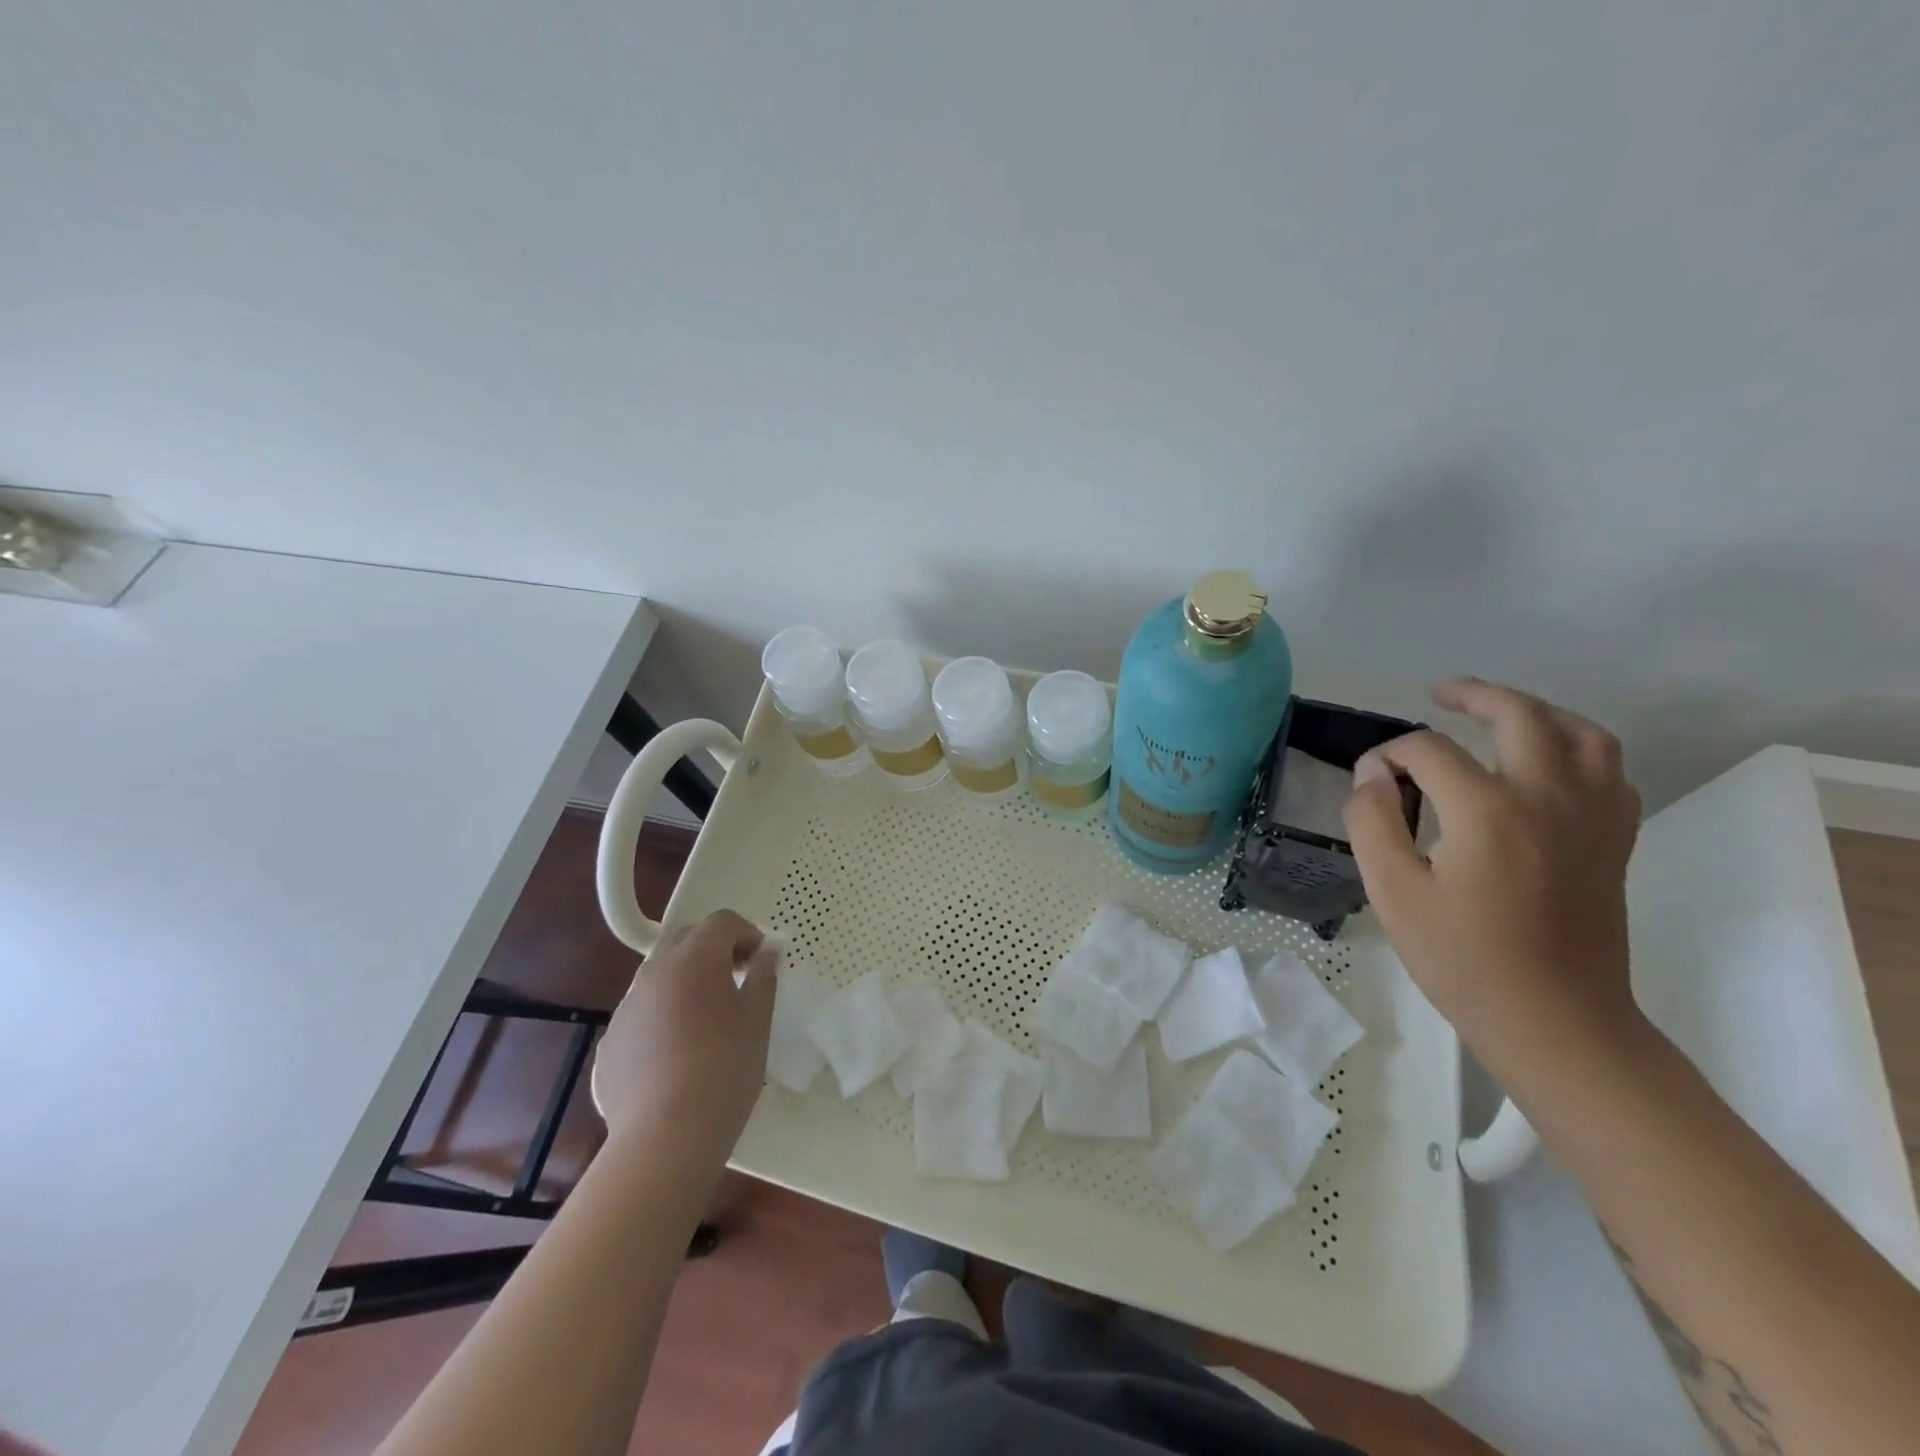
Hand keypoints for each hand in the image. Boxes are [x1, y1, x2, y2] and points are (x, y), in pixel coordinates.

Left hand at [593, 910, 778, 1151]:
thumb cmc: (724, 1069)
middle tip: (736, 979)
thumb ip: (763, 976)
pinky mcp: (610, 1041)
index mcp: (695, 958)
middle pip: (685, 939)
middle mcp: (654, 972)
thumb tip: (767, 953)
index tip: (761, 961)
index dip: (747, 933)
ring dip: (685, 981)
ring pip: (659, 975)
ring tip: (706, 1019)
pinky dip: (662, 1015)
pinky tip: (676, 1054)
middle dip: (713, 949)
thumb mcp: (757, 1019)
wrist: (665, 1137)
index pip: (722, 922)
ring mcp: (626, 1006)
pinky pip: (642, 1012)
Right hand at [1342, 679, 1643, 1067]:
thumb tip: (1372, 774)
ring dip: (1538, 711)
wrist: (1554, 1020)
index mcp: (1487, 810)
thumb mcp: (1391, 891)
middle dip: (1473, 696)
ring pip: (1581, 733)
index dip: (1389, 755)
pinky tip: (1548, 763)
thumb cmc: (1461, 959)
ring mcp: (1592, 817)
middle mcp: (1548, 797)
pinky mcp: (1613, 840)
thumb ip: (1372, 821)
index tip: (1368, 780)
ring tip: (1502, 713)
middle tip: (1440, 694)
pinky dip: (1577, 748)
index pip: (1428, 751)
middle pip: (1518, 716)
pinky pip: (1609, 770)